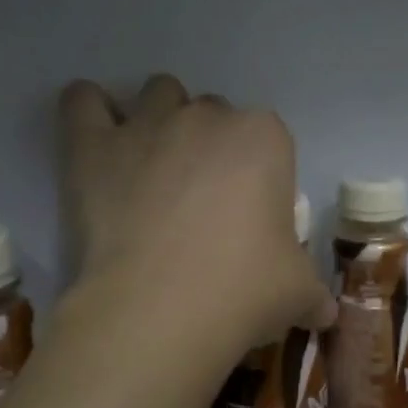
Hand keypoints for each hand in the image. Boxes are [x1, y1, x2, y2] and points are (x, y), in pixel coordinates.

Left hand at [60, 75, 335, 363]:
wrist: (161, 311)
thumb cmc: (244, 292)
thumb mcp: (299, 294)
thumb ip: (313, 293)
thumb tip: (324, 312)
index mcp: (265, 139)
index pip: (270, 140)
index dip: (261, 176)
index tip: (252, 216)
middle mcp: (207, 117)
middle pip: (214, 115)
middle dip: (212, 148)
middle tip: (203, 203)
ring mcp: (147, 125)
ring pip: (159, 95)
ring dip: (161, 122)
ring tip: (156, 172)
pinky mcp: (92, 146)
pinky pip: (83, 101)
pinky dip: (91, 113)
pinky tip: (101, 144)